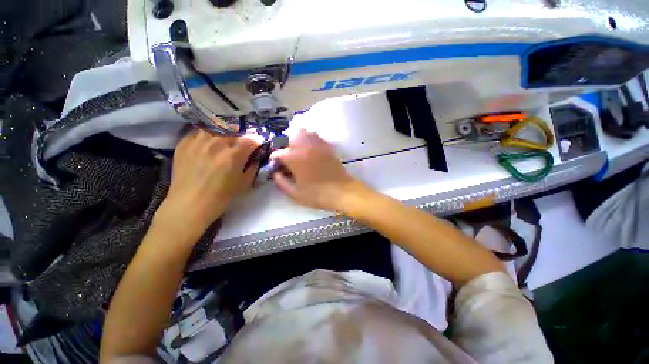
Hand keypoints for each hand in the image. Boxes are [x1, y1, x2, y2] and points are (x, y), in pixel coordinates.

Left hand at [158, 129, 262, 232]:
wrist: (189, 204)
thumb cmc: (222, 197)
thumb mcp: (245, 183)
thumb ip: (254, 166)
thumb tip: (257, 156)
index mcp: (233, 155)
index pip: (251, 139)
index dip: (258, 140)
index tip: (259, 144)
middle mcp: (216, 144)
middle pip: (235, 131)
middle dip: (243, 137)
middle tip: (244, 144)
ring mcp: (198, 141)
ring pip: (217, 128)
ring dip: (225, 133)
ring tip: (226, 141)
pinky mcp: (184, 143)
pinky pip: (200, 131)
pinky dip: (208, 134)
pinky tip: (210, 142)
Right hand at [270, 130, 361, 212]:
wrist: (341, 191)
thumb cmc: (316, 194)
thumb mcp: (294, 193)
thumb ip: (281, 182)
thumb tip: (276, 173)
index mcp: (294, 157)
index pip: (278, 153)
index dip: (275, 160)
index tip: (277, 167)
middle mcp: (305, 147)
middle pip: (291, 137)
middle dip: (287, 146)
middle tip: (289, 158)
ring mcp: (318, 145)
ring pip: (305, 133)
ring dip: (299, 140)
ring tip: (300, 152)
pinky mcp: (328, 147)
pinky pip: (317, 138)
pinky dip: (311, 141)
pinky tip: (312, 151)